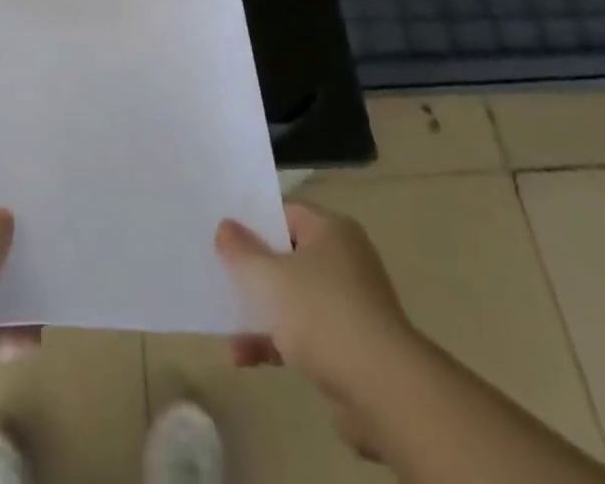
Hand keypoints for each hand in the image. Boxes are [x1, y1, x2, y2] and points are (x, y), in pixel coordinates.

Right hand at [216, 202, 414, 456]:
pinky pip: (304, 335)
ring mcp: (349, 306)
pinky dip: (276, 342)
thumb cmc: (322, 314)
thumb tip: (225, 226)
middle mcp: (344, 261)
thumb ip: (242, 251)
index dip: (254, 222)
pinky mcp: (349, 348)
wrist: (384, 391)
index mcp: (331, 231)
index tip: (224, 234)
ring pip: (294, 299)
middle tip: (220, 273)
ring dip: (261, 312)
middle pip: (289, 256)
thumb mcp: (270, 277)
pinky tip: (243, 356)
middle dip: (255, 270)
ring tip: (225, 321)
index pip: (286, 213)